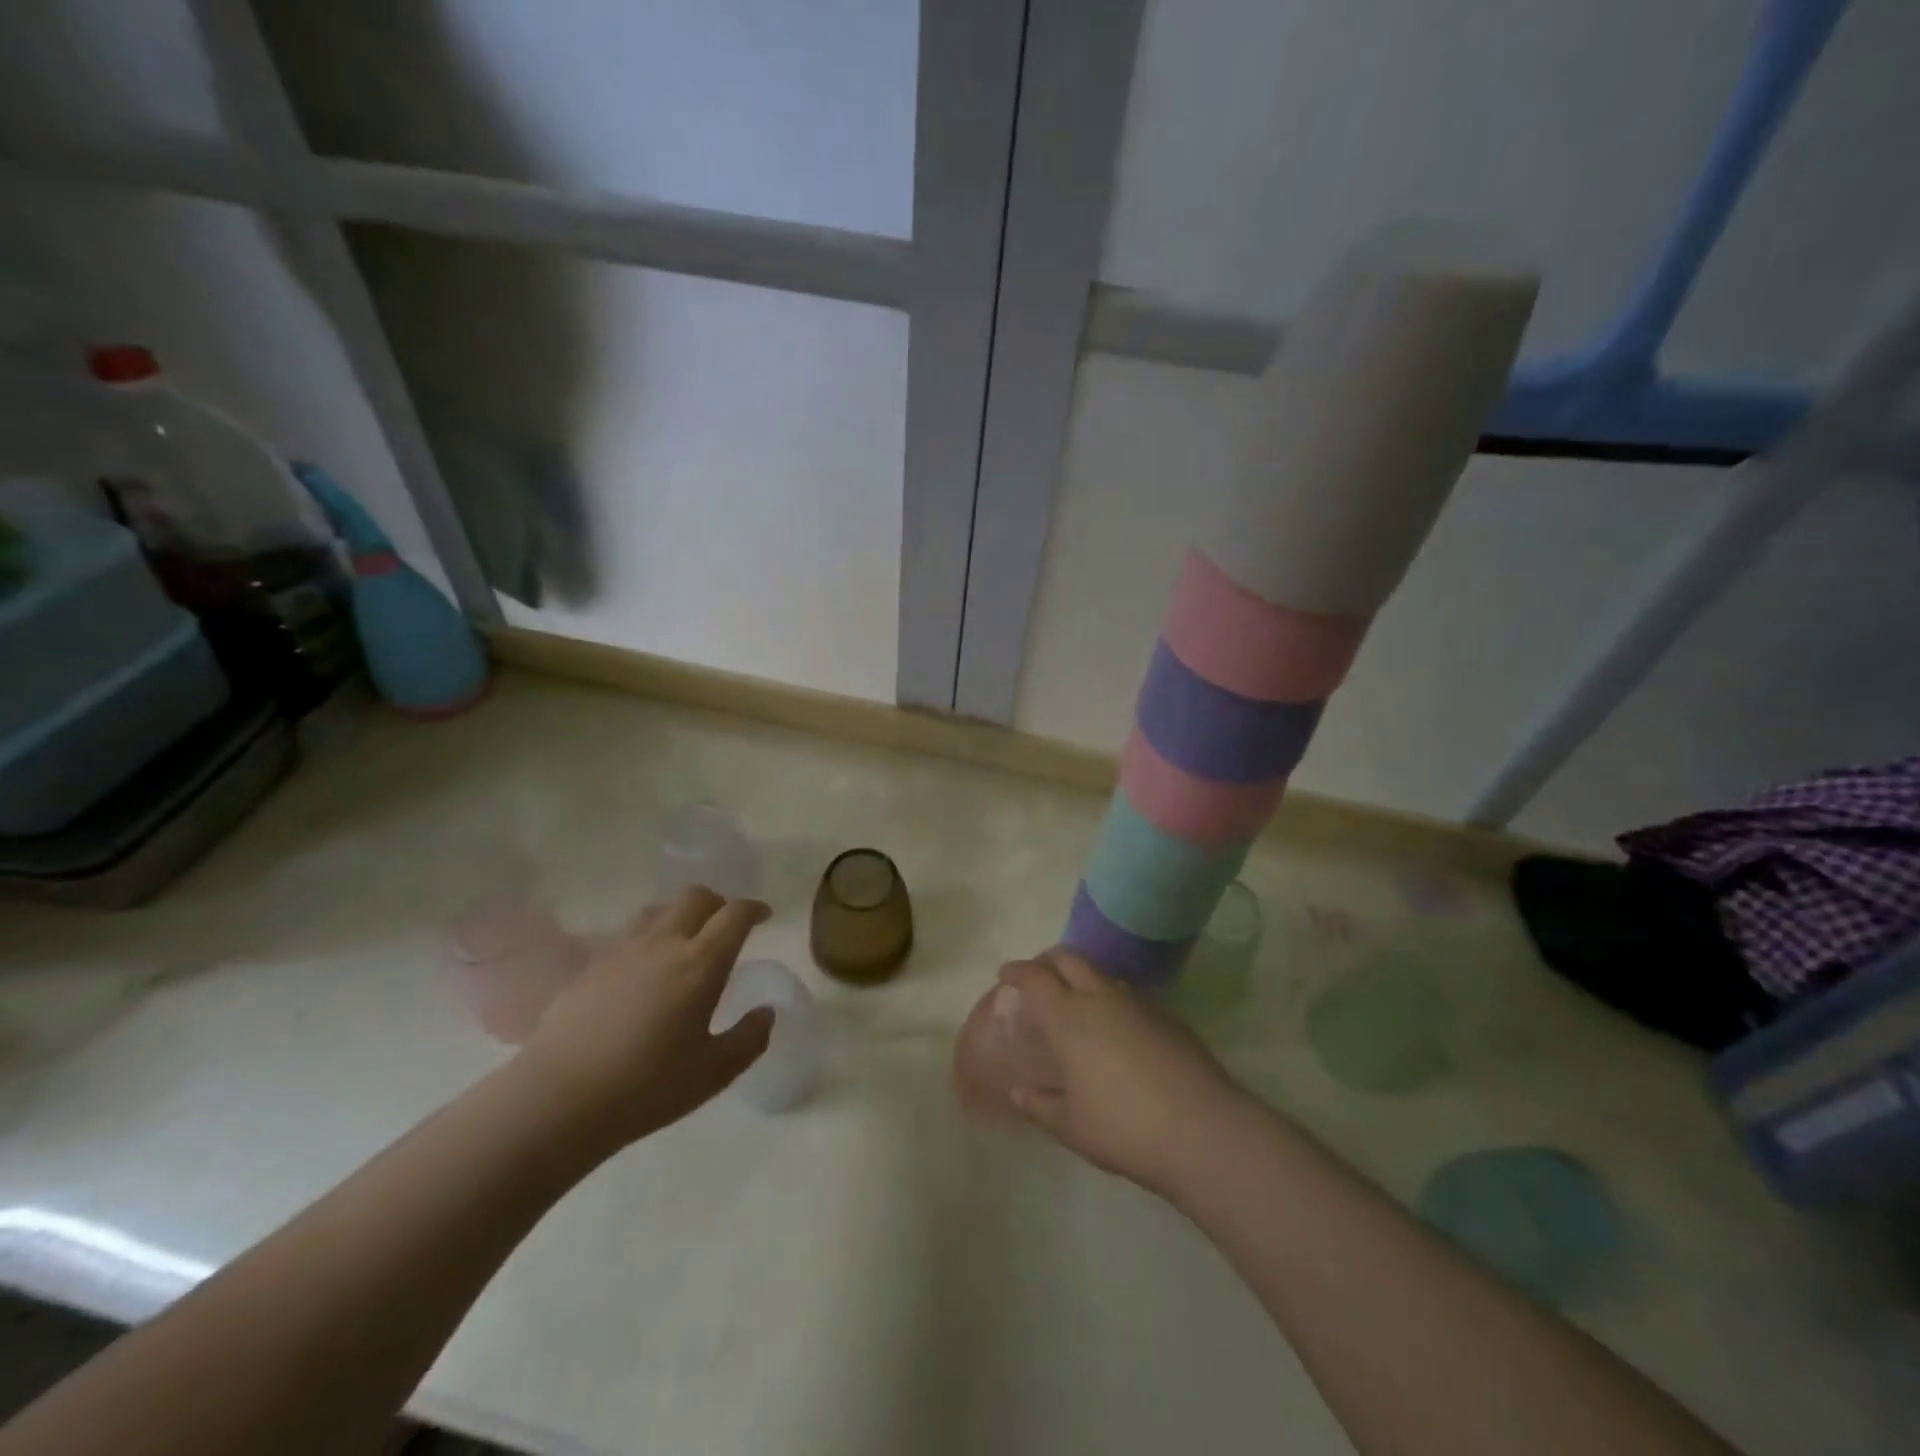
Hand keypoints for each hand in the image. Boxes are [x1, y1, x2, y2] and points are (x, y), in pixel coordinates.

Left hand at [516, 885, 774, 1155]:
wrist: (558, 1101)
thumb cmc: (648, 1087)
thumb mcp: (715, 1072)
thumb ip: (749, 1038)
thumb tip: (766, 1013)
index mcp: (700, 963)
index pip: (735, 915)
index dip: (754, 909)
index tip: (764, 917)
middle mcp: (664, 944)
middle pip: (696, 897)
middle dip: (718, 904)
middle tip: (726, 927)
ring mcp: (622, 952)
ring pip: (658, 911)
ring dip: (679, 917)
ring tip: (684, 944)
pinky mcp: (590, 968)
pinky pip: (627, 937)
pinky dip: (646, 941)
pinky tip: (642, 974)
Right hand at [996, 950, 1249, 1195]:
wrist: (1202, 1130)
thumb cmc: (1123, 1127)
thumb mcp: (1071, 1125)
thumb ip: (1040, 1105)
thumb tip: (1019, 1092)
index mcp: (1069, 1017)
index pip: (1035, 978)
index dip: (1017, 971)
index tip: (1005, 973)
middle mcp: (1101, 998)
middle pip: (1069, 958)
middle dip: (1048, 961)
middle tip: (1038, 977)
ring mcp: (1139, 1003)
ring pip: (1102, 973)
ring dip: (1082, 977)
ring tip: (1076, 1001)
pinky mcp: (1168, 1017)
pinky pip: (1128, 995)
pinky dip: (1111, 998)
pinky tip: (1115, 1029)